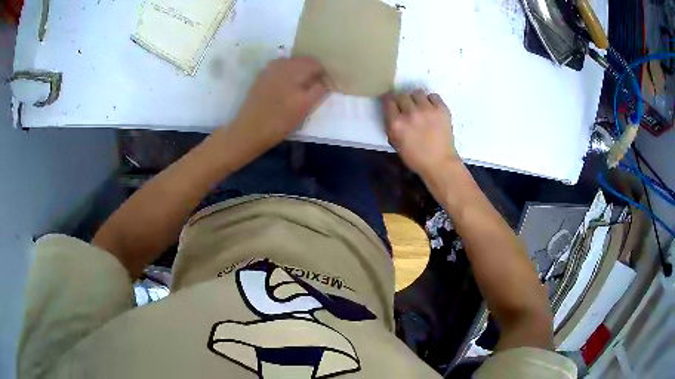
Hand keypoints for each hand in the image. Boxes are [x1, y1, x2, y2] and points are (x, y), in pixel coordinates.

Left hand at [225, 57, 328, 154]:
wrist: (249, 130)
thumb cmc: (279, 121)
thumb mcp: (304, 107)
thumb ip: (318, 90)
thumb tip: (324, 81)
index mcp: (295, 70)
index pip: (315, 63)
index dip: (322, 74)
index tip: (324, 87)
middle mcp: (282, 65)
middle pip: (302, 61)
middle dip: (310, 71)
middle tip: (313, 88)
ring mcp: (269, 69)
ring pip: (290, 63)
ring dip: (298, 72)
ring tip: (299, 89)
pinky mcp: (260, 77)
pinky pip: (279, 69)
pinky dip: (286, 74)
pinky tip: (285, 88)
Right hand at [383, 90, 458, 176]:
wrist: (440, 163)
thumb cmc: (415, 157)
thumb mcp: (395, 143)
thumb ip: (391, 125)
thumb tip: (392, 110)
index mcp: (396, 123)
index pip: (388, 100)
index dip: (390, 101)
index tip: (393, 103)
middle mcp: (410, 113)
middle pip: (402, 95)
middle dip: (403, 101)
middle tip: (408, 110)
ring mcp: (427, 110)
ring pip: (417, 93)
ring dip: (417, 100)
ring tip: (421, 109)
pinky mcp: (442, 109)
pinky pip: (433, 96)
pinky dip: (431, 101)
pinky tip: (432, 110)